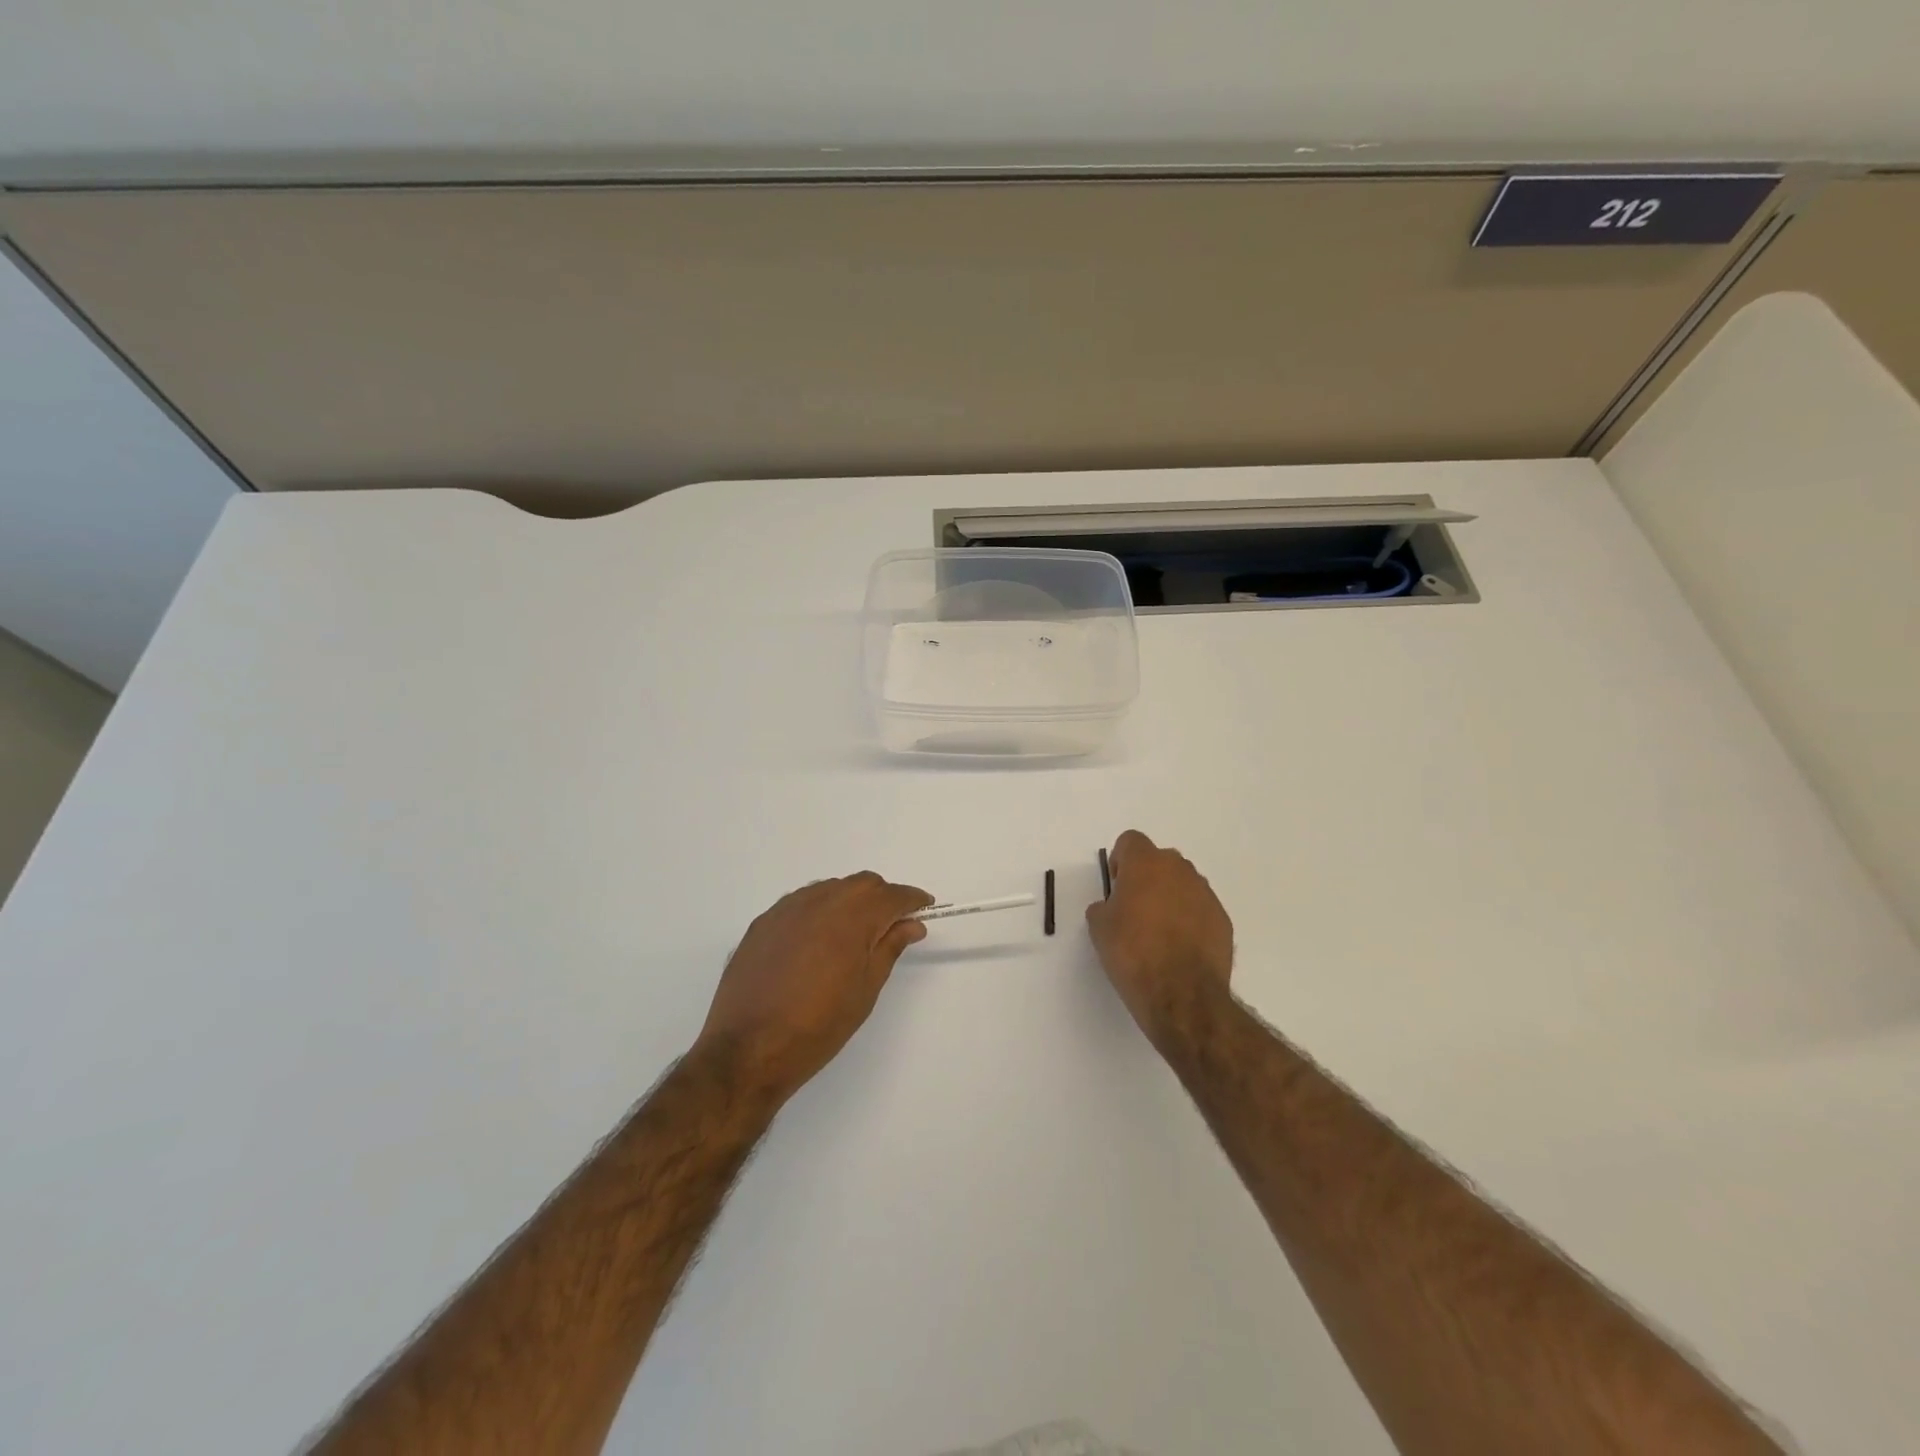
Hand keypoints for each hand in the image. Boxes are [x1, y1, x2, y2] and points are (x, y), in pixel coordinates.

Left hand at [698, 872, 933, 1102]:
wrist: (748, 1049)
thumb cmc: (818, 1026)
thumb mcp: (865, 990)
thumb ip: (889, 948)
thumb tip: (911, 924)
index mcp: (851, 917)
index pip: (891, 895)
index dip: (912, 899)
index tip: (925, 908)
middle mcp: (819, 901)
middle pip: (861, 884)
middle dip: (882, 897)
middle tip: (892, 926)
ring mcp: (786, 909)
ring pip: (830, 889)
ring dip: (849, 901)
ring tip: (853, 935)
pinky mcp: (762, 923)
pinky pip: (801, 903)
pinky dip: (819, 911)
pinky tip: (817, 940)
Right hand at [1086, 830, 1234, 1050]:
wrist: (1182, 995)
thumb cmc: (1133, 954)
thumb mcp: (1099, 928)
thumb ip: (1103, 907)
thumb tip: (1111, 907)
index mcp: (1146, 864)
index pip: (1131, 841)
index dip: (1120, 860)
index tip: (1116, 886)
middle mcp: (1180, 870)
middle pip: (1160, 860)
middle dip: (1147, 877)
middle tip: (1134, 909)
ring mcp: (1206, 894)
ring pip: (1183, 884)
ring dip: (1170, 897)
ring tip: (1159, 932)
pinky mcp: (1223, 920)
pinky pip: (1200, 909)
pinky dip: (1190, 920)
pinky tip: (1179, 948)